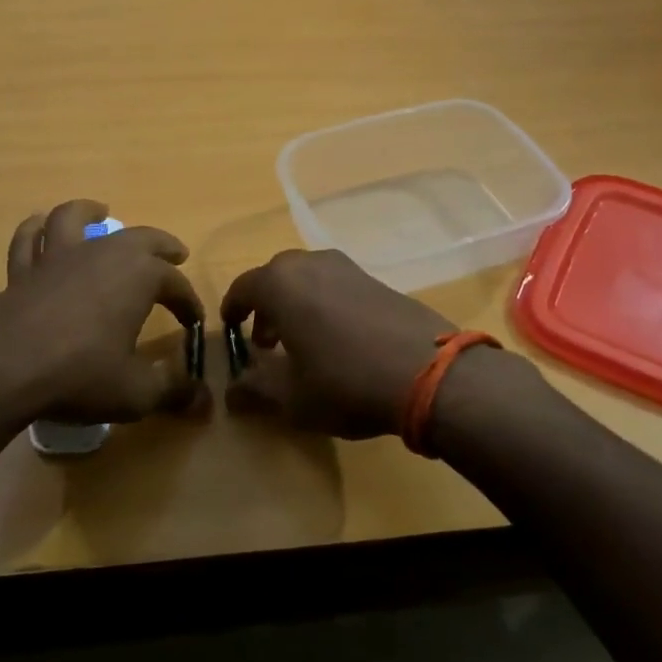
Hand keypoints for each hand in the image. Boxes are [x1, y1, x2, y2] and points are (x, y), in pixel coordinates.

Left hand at [0, 200, 204, 426]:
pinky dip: (36, 229)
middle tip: (175, 254)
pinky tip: (38, 226)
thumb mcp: (136, 392)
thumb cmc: (79, 374)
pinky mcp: (22, 271)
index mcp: (139, 276)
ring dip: (91, 212)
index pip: (175, 283)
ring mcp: (58, 257)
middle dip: (161, 246)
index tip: (194, 322)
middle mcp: (101, 254)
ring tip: (100, 211)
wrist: (3, 369)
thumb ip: (172, 391)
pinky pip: (29, 240)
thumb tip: (204, 399)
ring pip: (75, 218)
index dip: (188, 302)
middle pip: (139, 238)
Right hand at [221, 249, 458, 438]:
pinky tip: (337, 338)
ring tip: (301, 342)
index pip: (243, 287)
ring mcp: (347, 267)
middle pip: (275, 278)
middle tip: (265, 341)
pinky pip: (335, 285)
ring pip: (307, 279)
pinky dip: (324, 304)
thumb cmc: (345, 382)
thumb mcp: (292, 397)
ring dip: (296, 304)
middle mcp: (310, 263)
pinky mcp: (376, 279)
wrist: (430, 373)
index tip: (230, 329)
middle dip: (265, 307)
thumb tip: (231, 392)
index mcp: (281, 283)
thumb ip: (255, 390)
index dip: (232, 309)